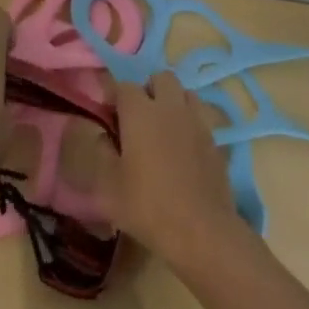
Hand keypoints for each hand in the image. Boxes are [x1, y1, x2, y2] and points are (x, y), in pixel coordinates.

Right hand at [98, 71, 246, 267]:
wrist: (201, 230)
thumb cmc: (147, 205)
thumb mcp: (107, 184)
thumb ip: (97, 150)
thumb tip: (92, 129)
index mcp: (141, 112)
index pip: (123, 85)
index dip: (112, 96)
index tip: (106, 115)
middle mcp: (171, 107)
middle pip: (161, 78)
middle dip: (147, 89)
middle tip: (136, 118)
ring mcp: (198, 121)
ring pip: (185, 93)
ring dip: (172, 101)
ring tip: (161, 128)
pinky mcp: (216, 140)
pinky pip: (201, 117)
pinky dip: (190, 122)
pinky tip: (182, 147)